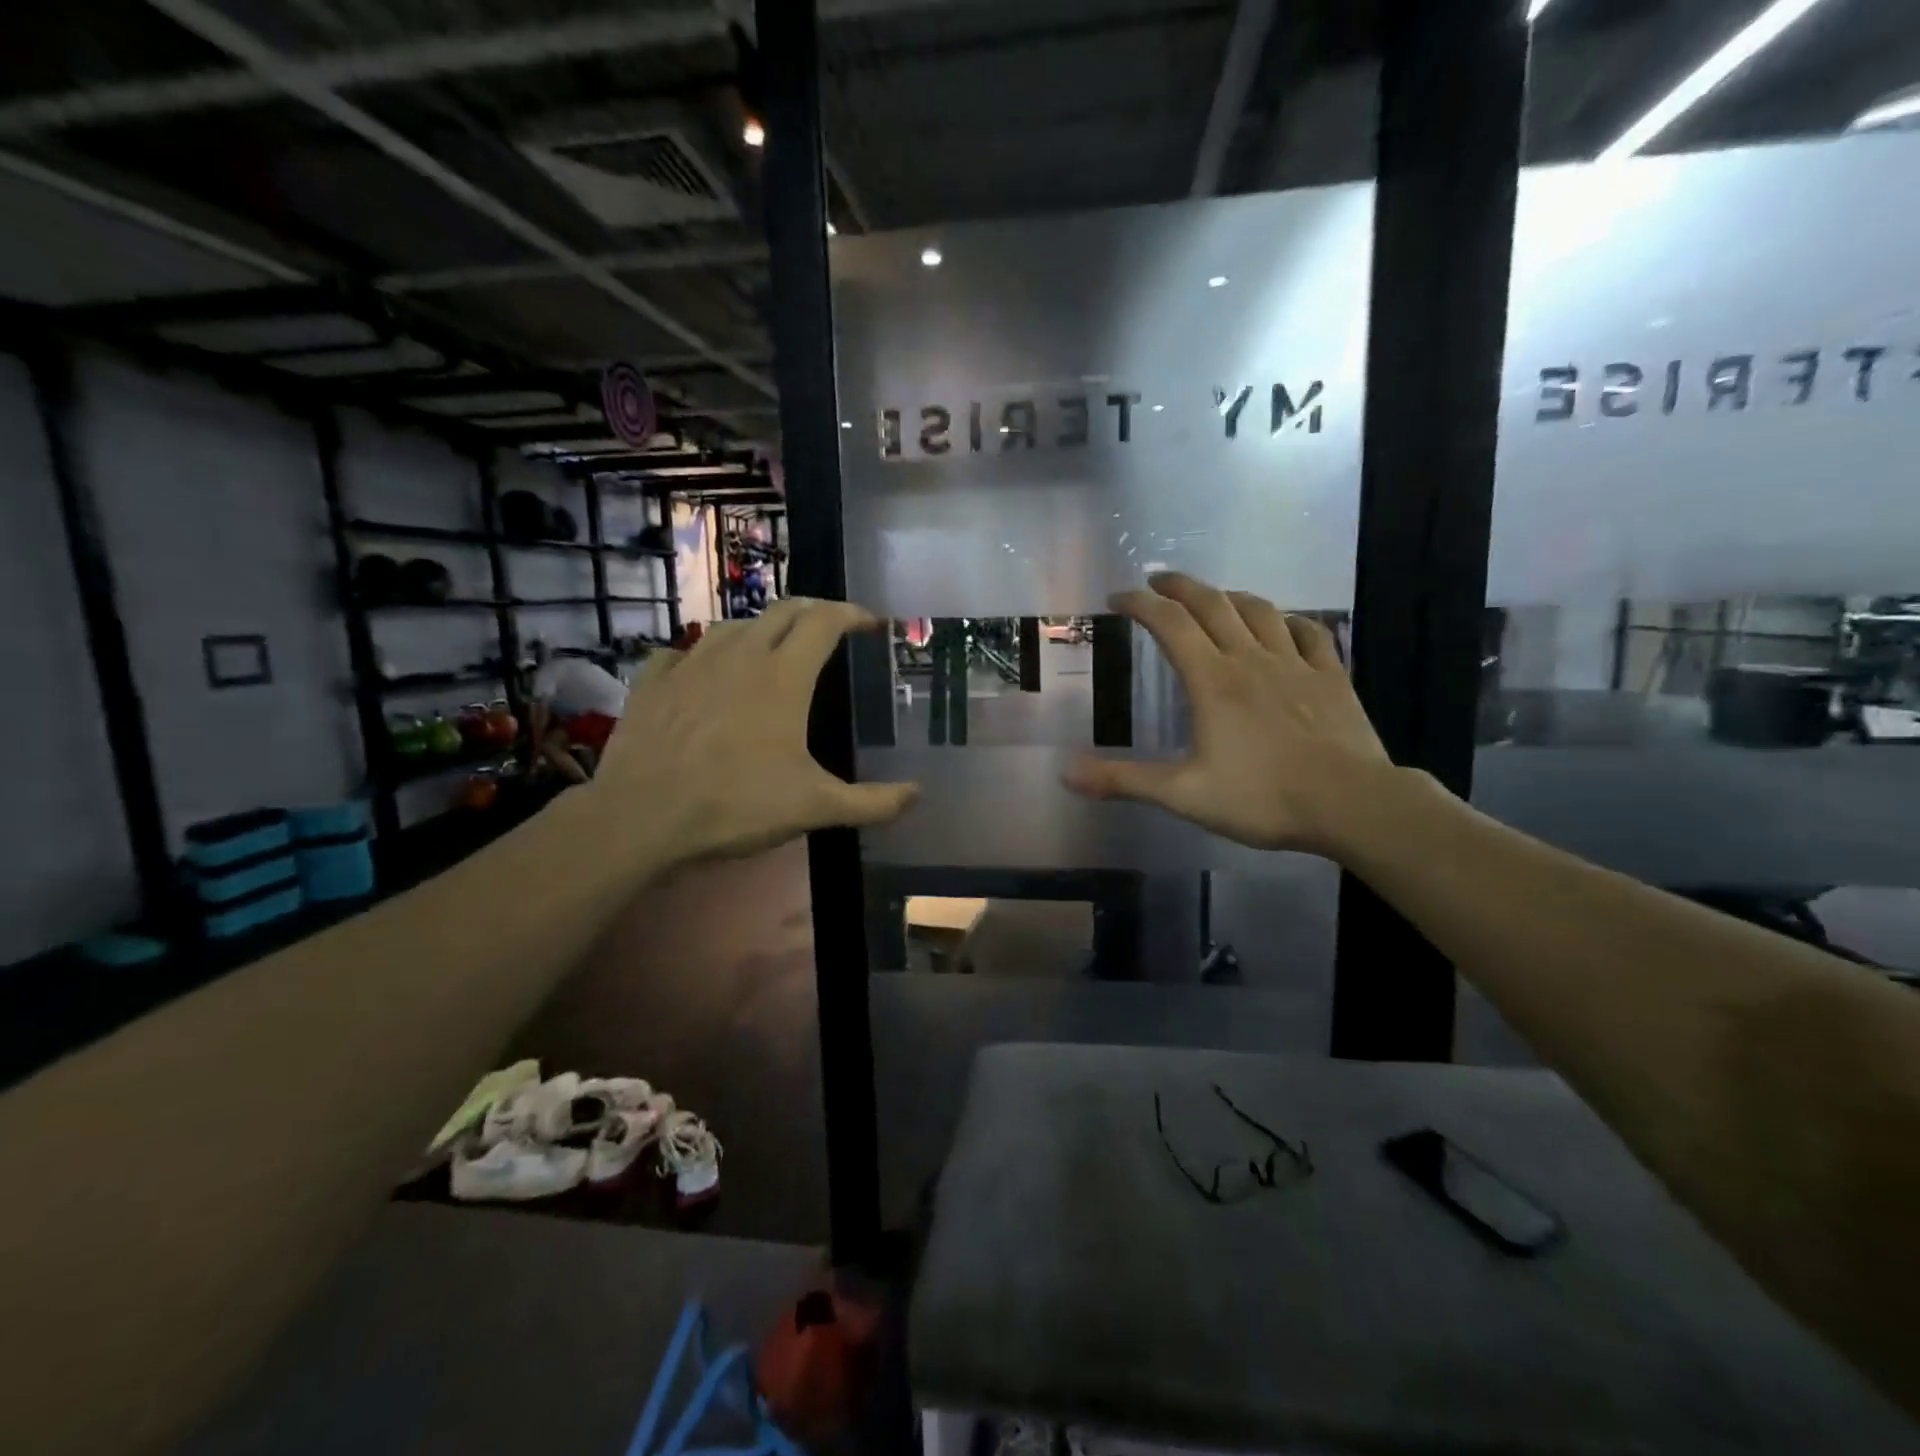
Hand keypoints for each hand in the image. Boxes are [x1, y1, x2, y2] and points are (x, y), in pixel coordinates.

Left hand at [586, 601, 917, 867]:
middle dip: (812, 611)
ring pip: (732, 626)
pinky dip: (700, 655)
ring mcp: (690, 664)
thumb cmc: (737, 804)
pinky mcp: (653, 682)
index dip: (851, 613)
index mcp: (784, 676)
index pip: (824, 621)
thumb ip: (872, 802)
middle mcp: (739, 655)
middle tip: (829, 628)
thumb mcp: (815, 808)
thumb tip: (917, 795)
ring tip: (771, 647)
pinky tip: (701, 672)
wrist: (643, 816)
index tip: (870, 622)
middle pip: (781, 611)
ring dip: (759, 628)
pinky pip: (680, 652)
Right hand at [1066, 573, 1396, 855]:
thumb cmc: (1262, 798)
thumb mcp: (1183, 794)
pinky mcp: (1331, 676)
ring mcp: (1295, 663)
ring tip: (1213, 598)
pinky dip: (1289, 620)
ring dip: (1230, 596)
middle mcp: (1250, 659)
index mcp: (1212, 680)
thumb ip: (1124, 781)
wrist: (1351, 804)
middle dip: (1180, 586)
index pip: (1169, 623)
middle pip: (1212, 603)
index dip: (1140, 604)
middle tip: (1157, 580)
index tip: (1118, 598)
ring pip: (1259, 610)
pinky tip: (1283, 624)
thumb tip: (1066, 774)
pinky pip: (1309, 632)